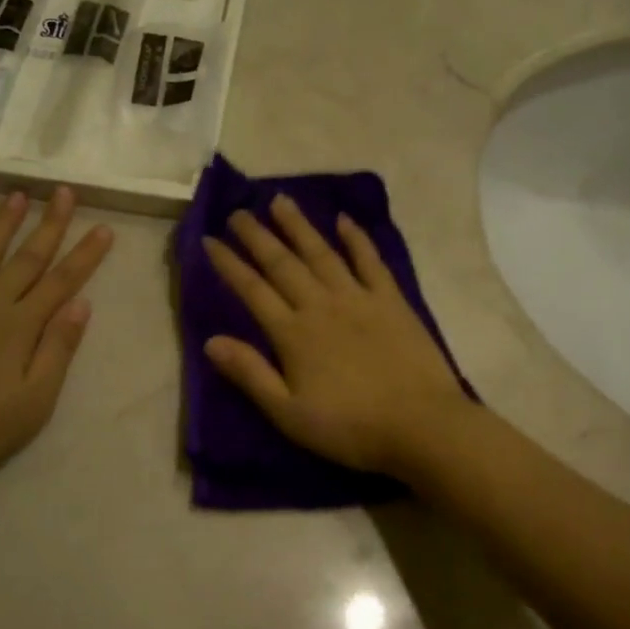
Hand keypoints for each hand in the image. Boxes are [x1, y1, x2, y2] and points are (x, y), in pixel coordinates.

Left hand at [0, 188, 113, 497]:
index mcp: (18, 327)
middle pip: (25, 259)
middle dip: (49, 225)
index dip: (85, 255)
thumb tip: (81, 303)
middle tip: (63, 191)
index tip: (103, 227)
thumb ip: (57, 349)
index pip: (62, 282)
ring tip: (16, 196)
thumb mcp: (34, 401)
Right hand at [202, 195, 470, 476]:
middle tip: (237, 211)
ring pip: (321, 253)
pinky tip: (344, 220)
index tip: (208, 240)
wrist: (421, 426)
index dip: (229, 264)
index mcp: (293, 334)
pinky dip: (357, 238)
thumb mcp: (289, 413)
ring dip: (299, 226)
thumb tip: (210, 341)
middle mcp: (321, 305)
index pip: (252, 291)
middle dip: (257, 236)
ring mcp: (359, 298)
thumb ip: (250, 374)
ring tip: (280, 201)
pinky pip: (370, 261)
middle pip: (282, 264)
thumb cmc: (350, 427)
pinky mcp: (392, 301)